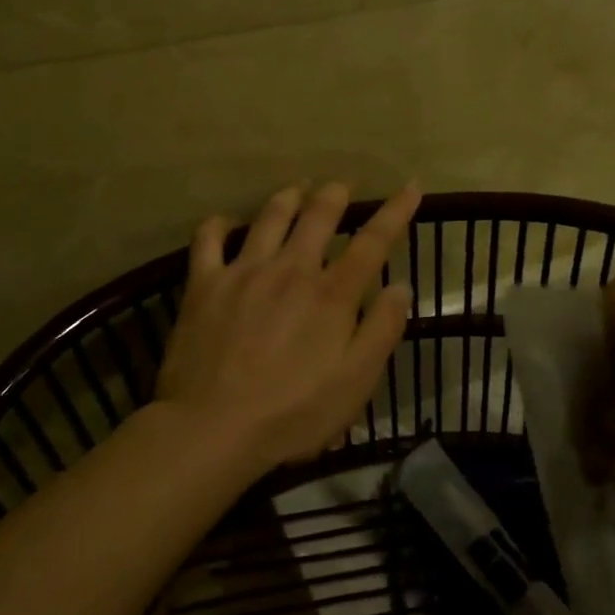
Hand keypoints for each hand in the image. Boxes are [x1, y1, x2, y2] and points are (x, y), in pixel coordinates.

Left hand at [154, 181, 420, 474]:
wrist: (212, 428)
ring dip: (288, 197)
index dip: (395, 211)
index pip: (373, 241)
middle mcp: (291, 269)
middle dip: (335, 194)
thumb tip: (400, 287)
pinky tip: (225, 222)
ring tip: (297, 189)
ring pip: (270, 217)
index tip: (411, 187)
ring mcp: (244, 271)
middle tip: (342, 187)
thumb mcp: (356, 382)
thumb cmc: (294, 413)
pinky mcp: (204, 284)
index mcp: (332, 293)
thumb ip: (382, 330)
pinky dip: (218, 224)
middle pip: (318, 215)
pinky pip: (208, 239)